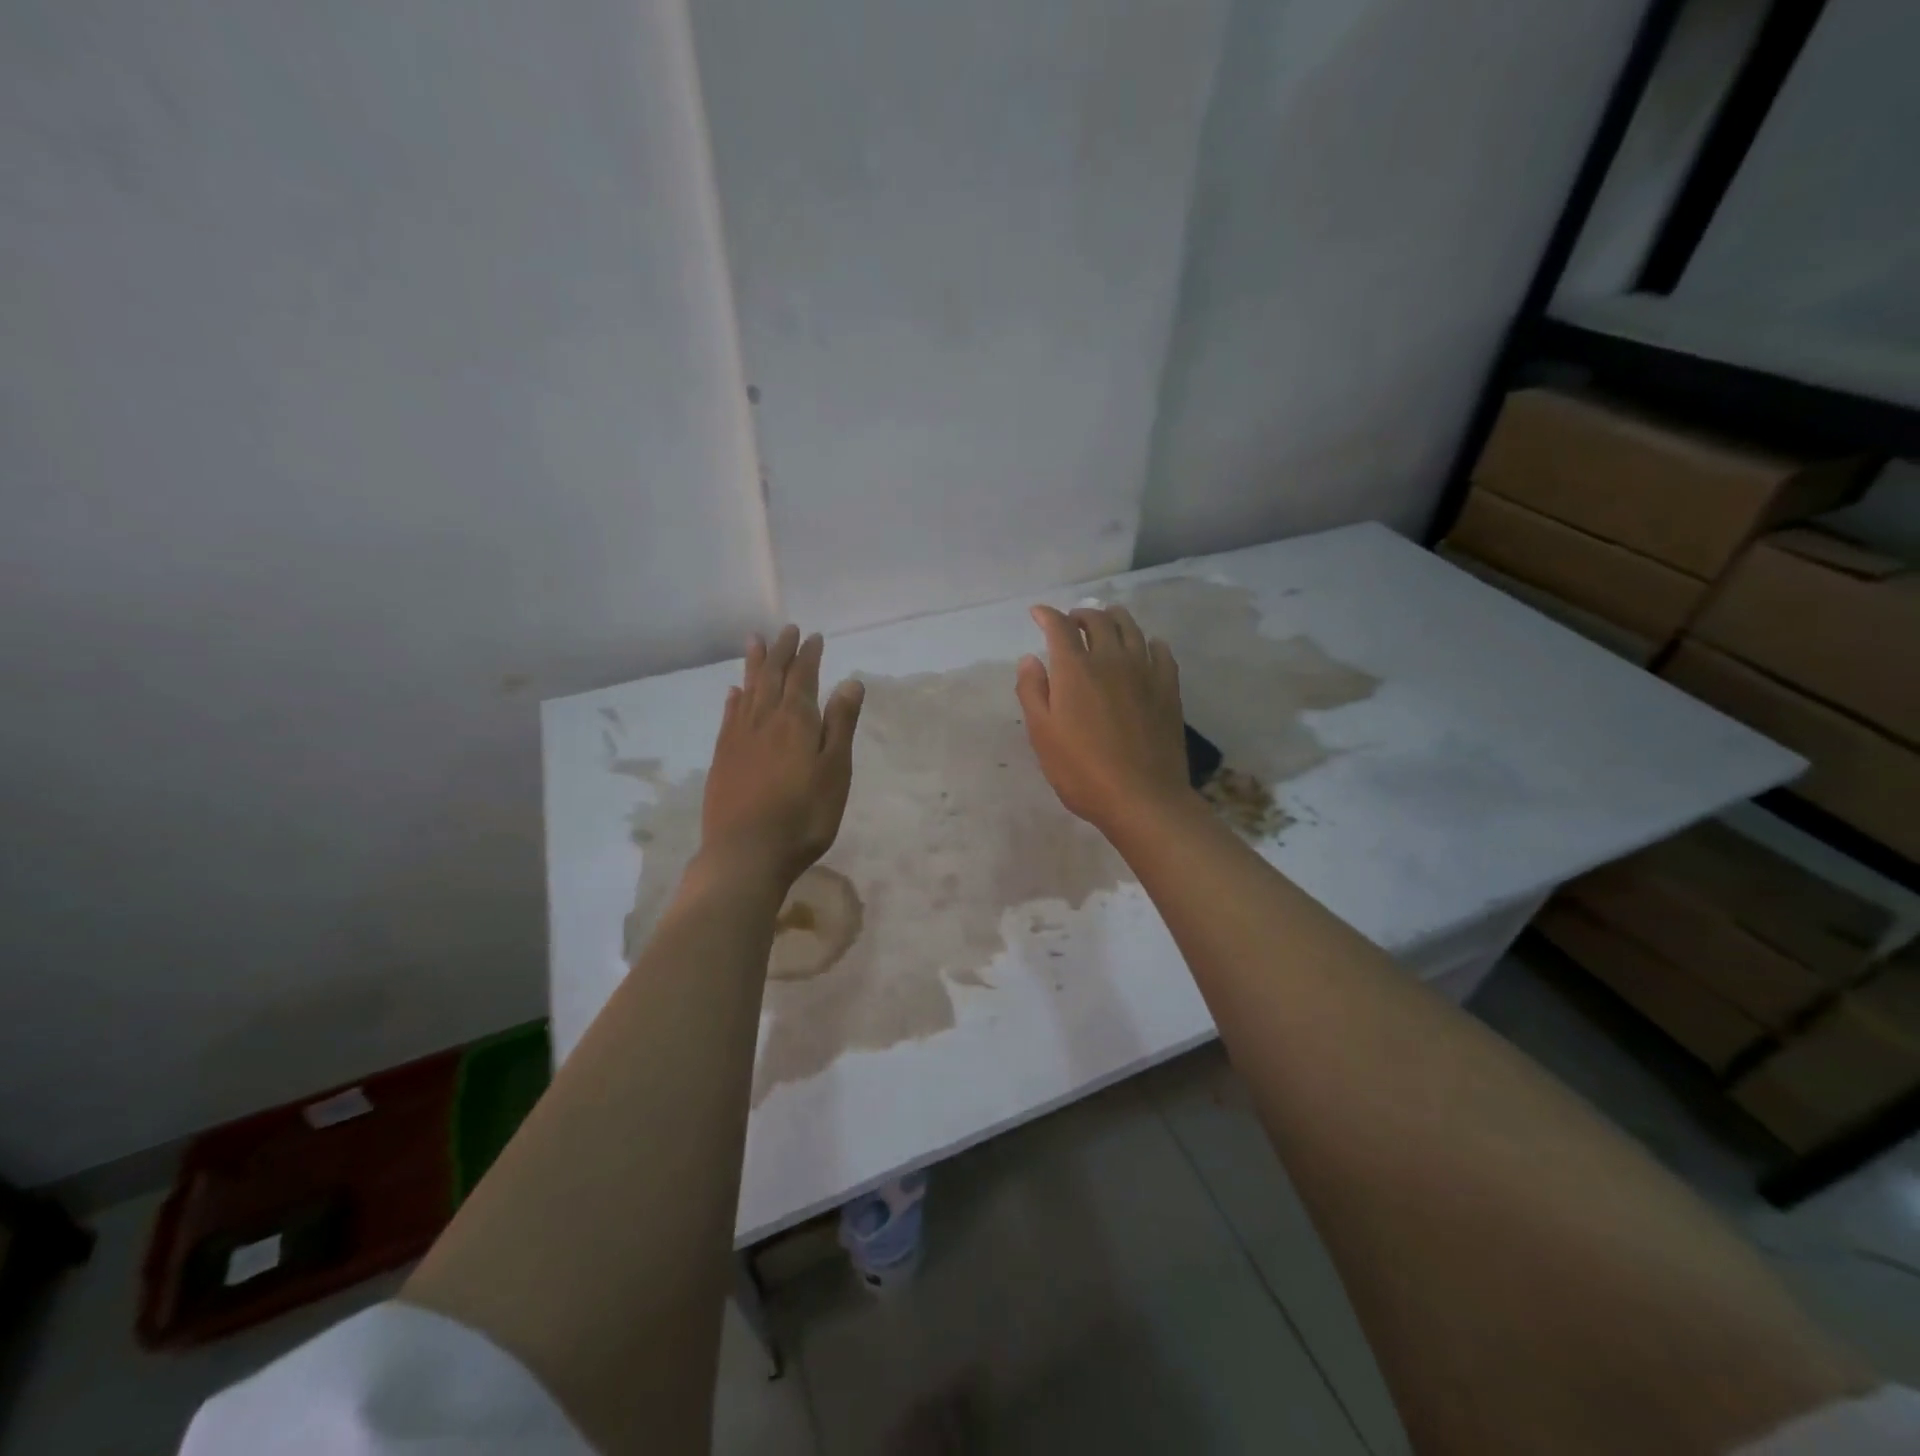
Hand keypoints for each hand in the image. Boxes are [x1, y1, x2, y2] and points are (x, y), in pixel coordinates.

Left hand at [699, 624, 864, 887]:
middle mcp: (764, 720)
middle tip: (787, 630)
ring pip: (748, 690)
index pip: (803, 677)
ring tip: (755, 641)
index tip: (814, 636)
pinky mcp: (722, 758)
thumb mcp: (835, 772)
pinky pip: (729, 716)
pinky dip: (734, 699)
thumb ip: (840, 725)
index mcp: (796, 721)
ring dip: (754, 665)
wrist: (746, 854)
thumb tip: (850, 681)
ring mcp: (739, 738)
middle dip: (782, 652)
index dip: (809, 655)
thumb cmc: (803, 816)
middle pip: (773, 677)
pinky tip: (734, 692)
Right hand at [1016, 603, 1190, 832]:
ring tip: (1106, 622)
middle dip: (1080, 615)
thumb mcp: (1042, 735)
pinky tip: (1146, 648)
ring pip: (1130, 628)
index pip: (1059, 627)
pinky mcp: (1168, 688)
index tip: (1037, 613)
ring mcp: (1144, 671)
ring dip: (1114, 619)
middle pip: (1097, 621)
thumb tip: (1030, 658)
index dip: (1047, 615)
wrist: (1142, 798)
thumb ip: (1032, 691)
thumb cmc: (1081, 771)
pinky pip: (1161, 651)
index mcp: (1075, 670)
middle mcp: (1111, 659)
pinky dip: (1149, 642)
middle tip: (1071, 622)